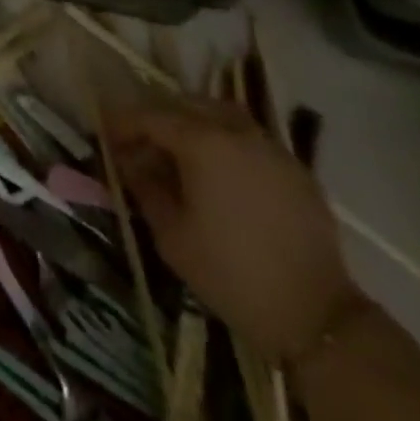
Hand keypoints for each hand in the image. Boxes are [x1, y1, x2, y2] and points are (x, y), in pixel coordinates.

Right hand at [108, 99, 360, 362]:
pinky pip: (247, 135)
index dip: (122, 121)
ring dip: (190, 121)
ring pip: (219, 112)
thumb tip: (127, 160)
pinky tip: (218, 169)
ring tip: (176, 148)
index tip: (103, 130)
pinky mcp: (293, 165)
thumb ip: (145, 188)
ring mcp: (268, 144)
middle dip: (155, 117)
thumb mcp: (173, 236)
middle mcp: (234, 130)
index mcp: (201, 142)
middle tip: (137, 141)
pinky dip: (223, 139)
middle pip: (184, 104)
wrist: (316, 316)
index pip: (150, 116)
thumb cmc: (231, 275)